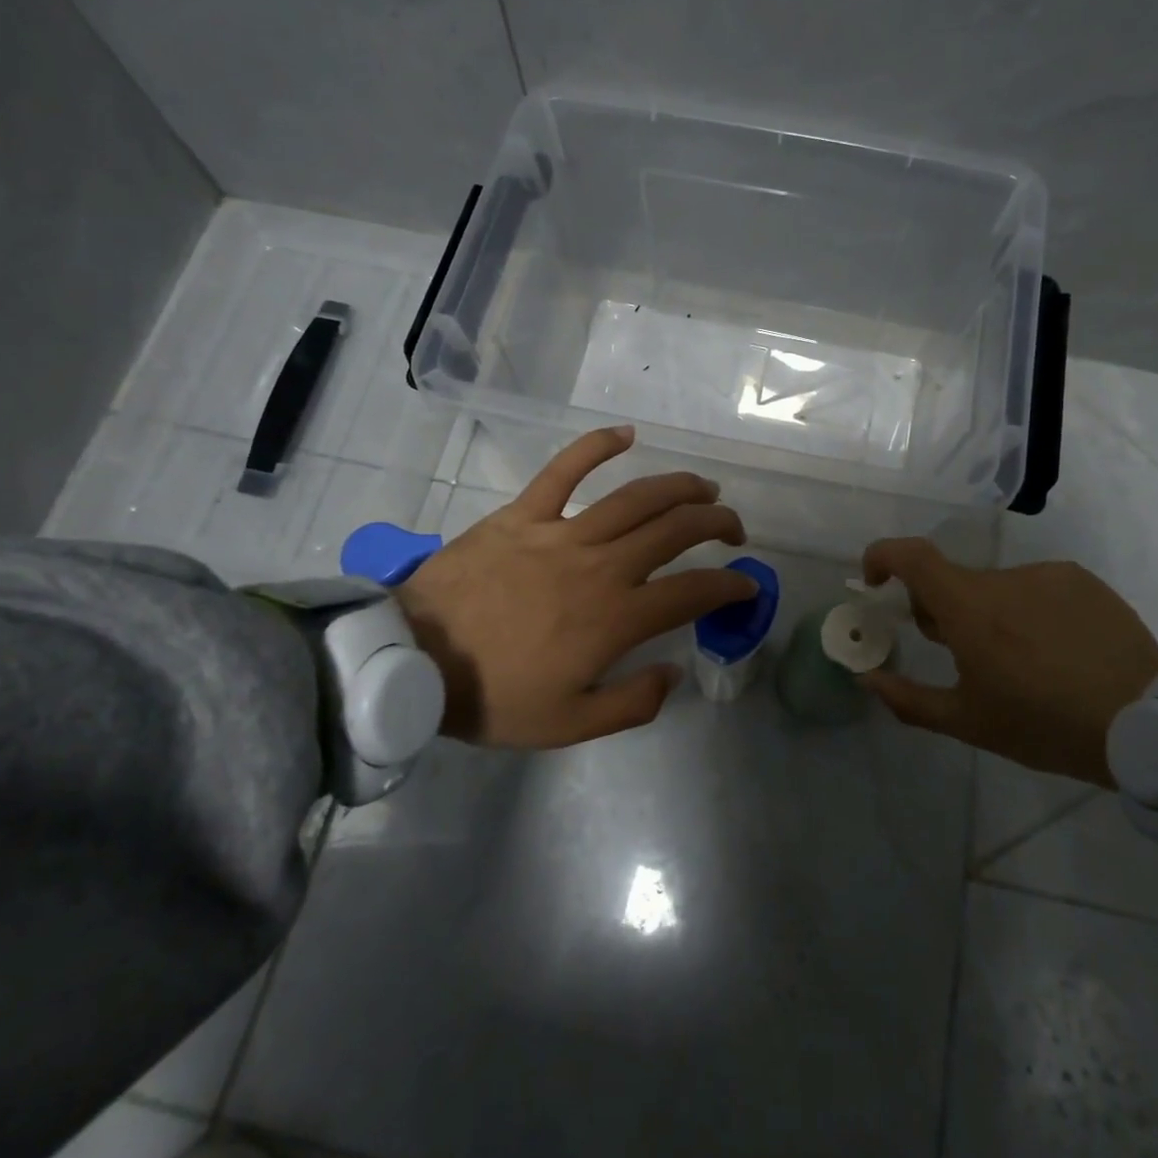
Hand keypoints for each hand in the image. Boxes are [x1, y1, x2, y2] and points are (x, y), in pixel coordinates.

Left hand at [396, 426, 757, 747]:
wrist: (411, 661)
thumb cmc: (493, 697)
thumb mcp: (569, 724)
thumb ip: (632, 703)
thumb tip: (675, 671)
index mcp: (616, 618)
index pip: (693, 592)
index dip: (730, 585)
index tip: (746, 584)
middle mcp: (601, 566)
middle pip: (675, 531)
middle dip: (716, 525)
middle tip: (732, 530)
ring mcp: (562, 533)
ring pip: (636, 496)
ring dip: (679, 487)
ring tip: (703, 488)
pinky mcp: (523, 514)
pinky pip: (564, 469)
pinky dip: (596, 446)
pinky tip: (626, 433)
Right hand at [858, 538, 1157, 786]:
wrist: (1148, 724)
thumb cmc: (1045, 725)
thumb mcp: (968, 723)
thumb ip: (908, 699)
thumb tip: (867, 679)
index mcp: (969, 608)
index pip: (911, 555)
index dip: (882, 557)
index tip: (877, 583)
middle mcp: (1004, 578)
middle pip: (953, 581)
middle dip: (943, 611)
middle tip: (962, 656)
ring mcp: (1047, 574)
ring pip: (996, 588)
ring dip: (990, 614)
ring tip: (1024, 663)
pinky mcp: (1082, 580)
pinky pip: (1036, 588)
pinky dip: (1029, 611)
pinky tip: (1058, 651)